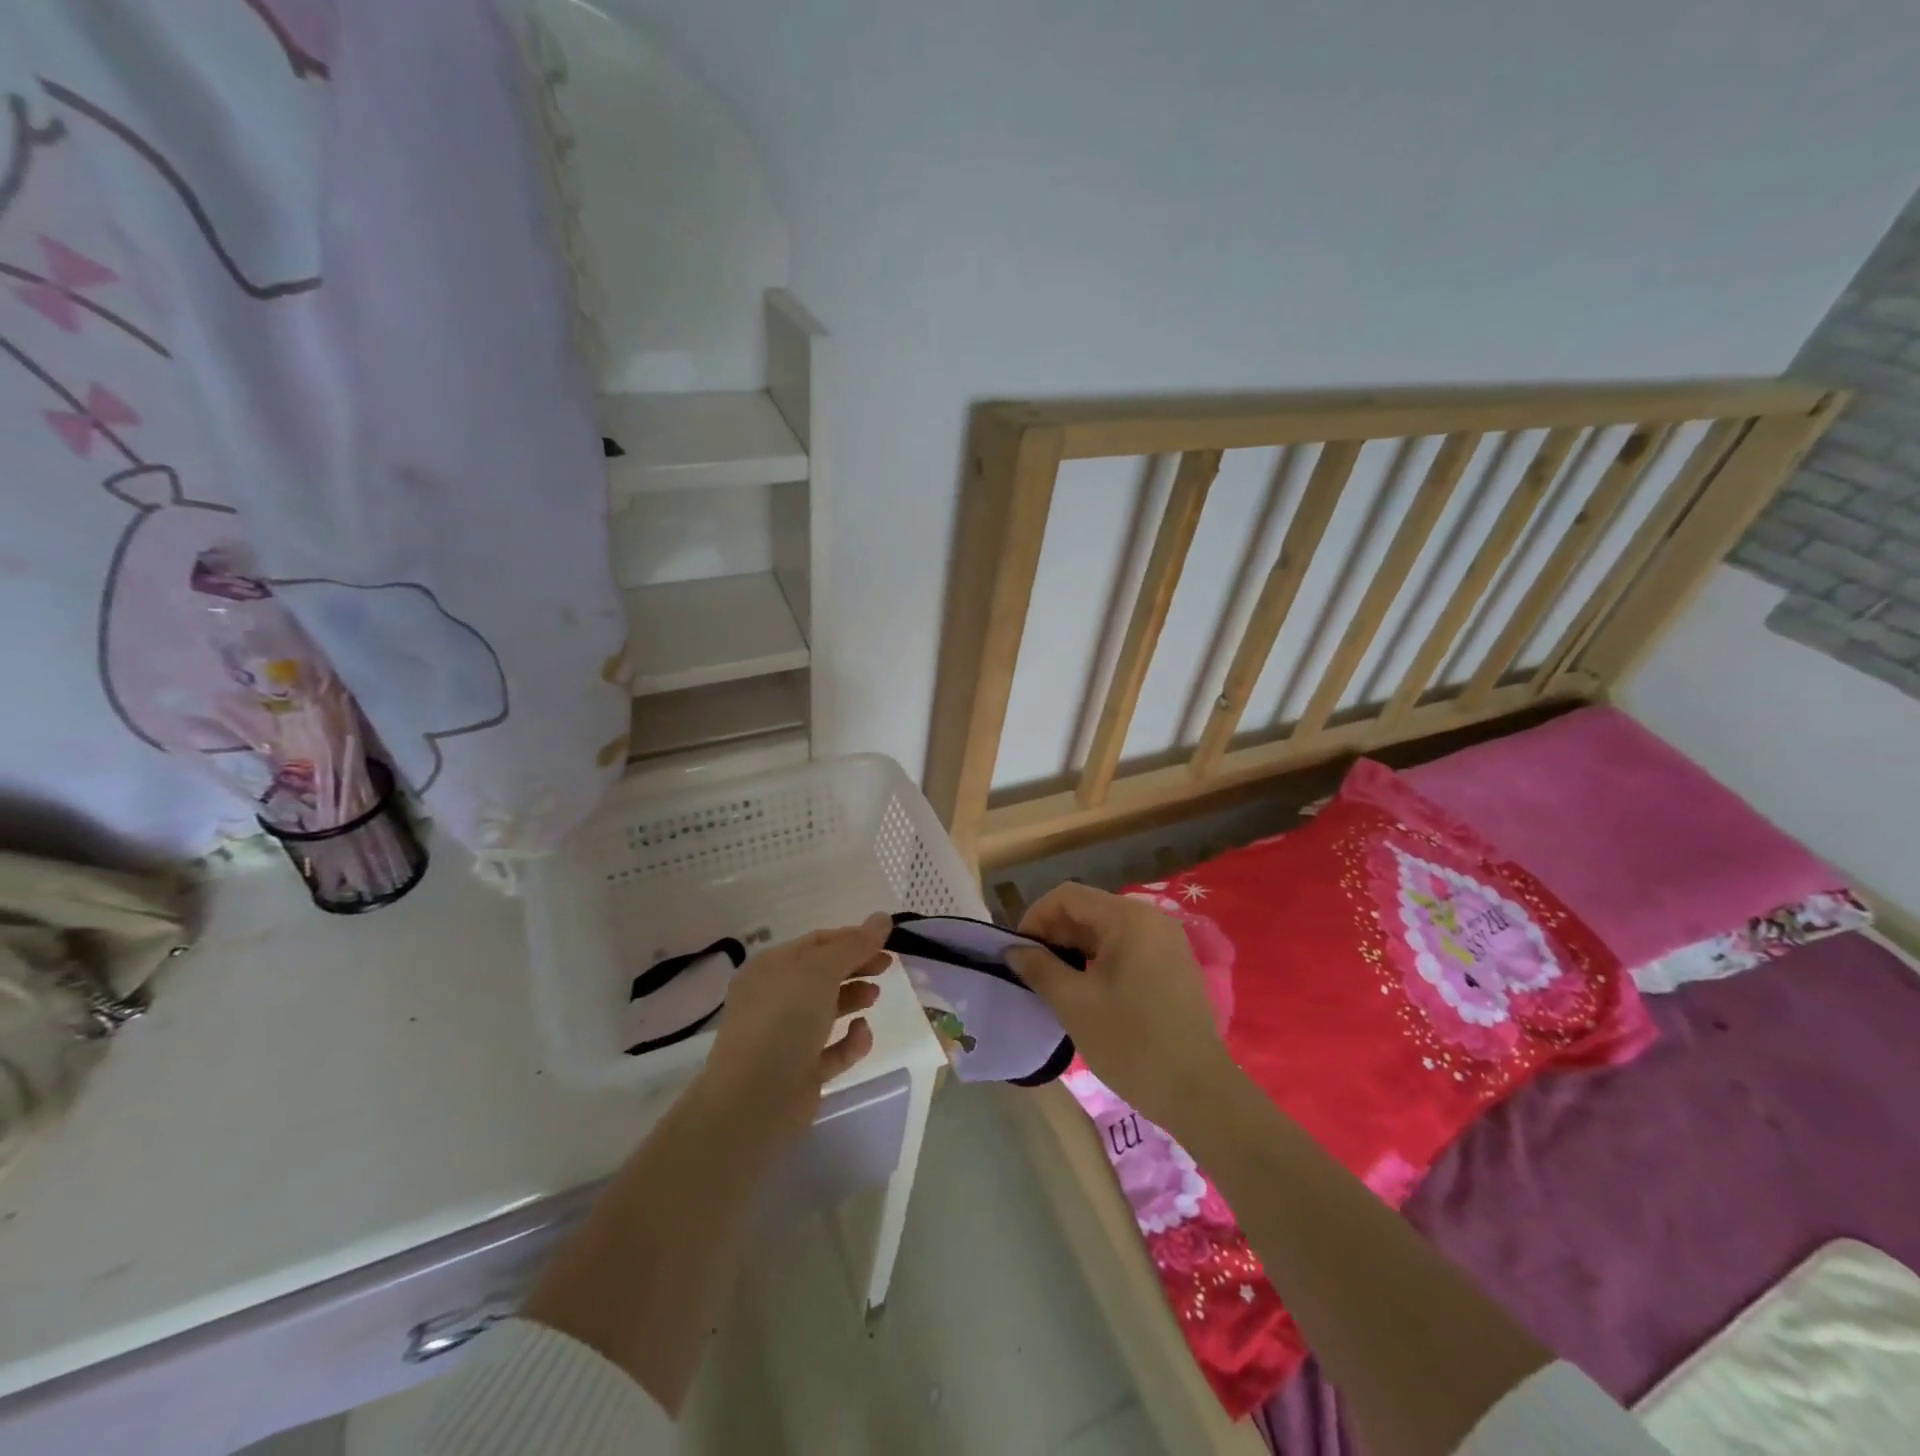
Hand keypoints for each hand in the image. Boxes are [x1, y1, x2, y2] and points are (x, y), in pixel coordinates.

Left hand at [697, 914, 891, 1139]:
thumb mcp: (821, 971)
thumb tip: (882, 918)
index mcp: (771, 967)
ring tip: (875, 997)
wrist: (754, 1100)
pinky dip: (849, 1042)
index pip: (816, 942)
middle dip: (856, 967)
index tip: (886, 941)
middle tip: (888, 966)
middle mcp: (774, 998)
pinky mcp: (799, 1071)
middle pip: (823, 974)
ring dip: (853, 999)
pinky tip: (862, 1035)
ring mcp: (785, 1036)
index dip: (852, 938)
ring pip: (826, 1010)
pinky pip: (830, 1050)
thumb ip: (855, 944)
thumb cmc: (784, 1020)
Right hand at [1007, 883, 1234, 1130]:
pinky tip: (1087, 989)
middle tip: (1032, 970)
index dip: (1035, 918)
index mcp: (1128, 918)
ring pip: (1106, 929)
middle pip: (1089, 909)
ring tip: (1055, 982)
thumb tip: (1013, 950)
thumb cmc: (1131, 1042)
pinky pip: (1127, 946)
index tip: (1017, 952)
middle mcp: (1151, 918)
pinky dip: (1100, 959)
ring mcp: (1166, 941)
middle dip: (1055, 933)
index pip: (1067, 896)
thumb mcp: (1074, 1003)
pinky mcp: (1173, 964)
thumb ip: (1039, 968)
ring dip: (1075, 947)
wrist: (1199, 1092)